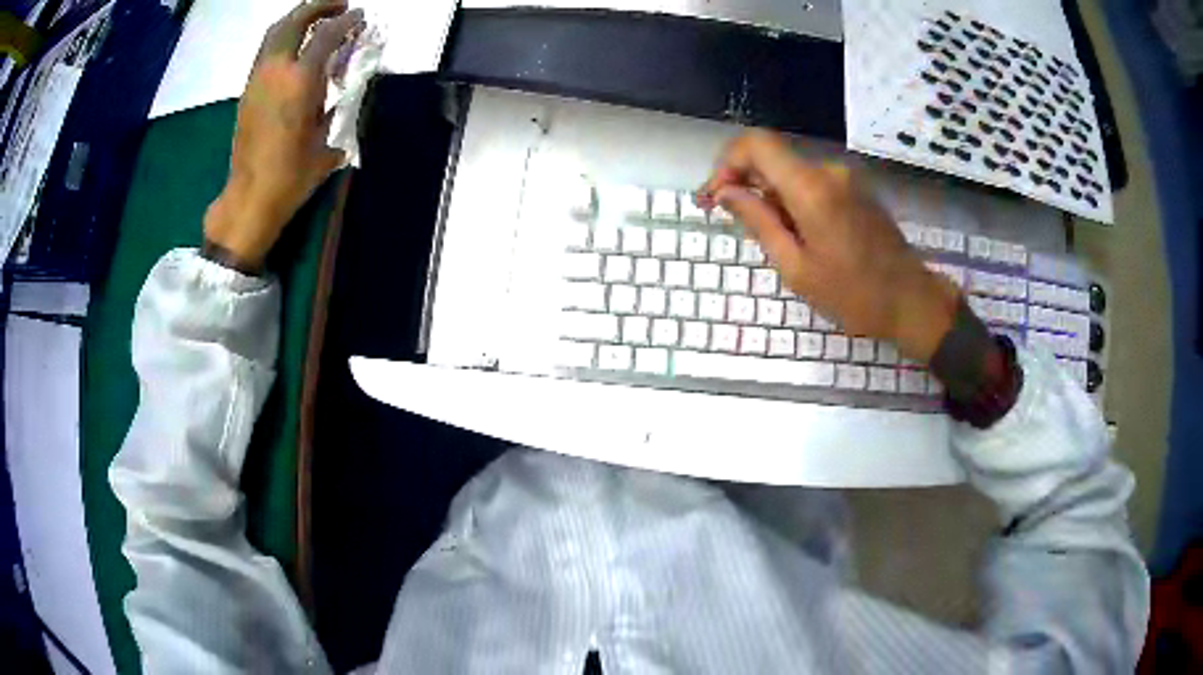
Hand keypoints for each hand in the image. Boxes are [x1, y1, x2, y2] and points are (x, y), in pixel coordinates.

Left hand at [204, 0, 364, 271]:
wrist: (249, 197)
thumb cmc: (292, 175)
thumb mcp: (327, 141)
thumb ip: (337, 107)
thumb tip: (346, 91)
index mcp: (300, 81)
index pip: (326, 34)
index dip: (347, 20)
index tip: (360, 16)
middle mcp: (276, 71)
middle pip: (295, 20)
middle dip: (318, 6)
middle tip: (339, 6)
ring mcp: (257, 79)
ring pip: (275, 32)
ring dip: (298, 18)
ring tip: (317, 20)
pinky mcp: (247, 91)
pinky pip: (266, 50)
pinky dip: (284, 38)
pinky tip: (296, 47)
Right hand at [699, 130, 960, 362]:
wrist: (911, 301)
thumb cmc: (853, 295)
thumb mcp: (796, 267)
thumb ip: (758, 222)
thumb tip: (725, 192)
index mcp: (811, 188)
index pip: (756, 144)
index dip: (727, 162)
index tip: (715, 195)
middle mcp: (828, 170)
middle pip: (771, 157)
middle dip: (743, 181)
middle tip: (728, 219)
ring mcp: (844, 177)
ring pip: (789, 171)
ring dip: (769, 194)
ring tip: (772, 239)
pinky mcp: (854, 188)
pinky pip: (810, 181)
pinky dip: (791, 198)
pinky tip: (797, 234)